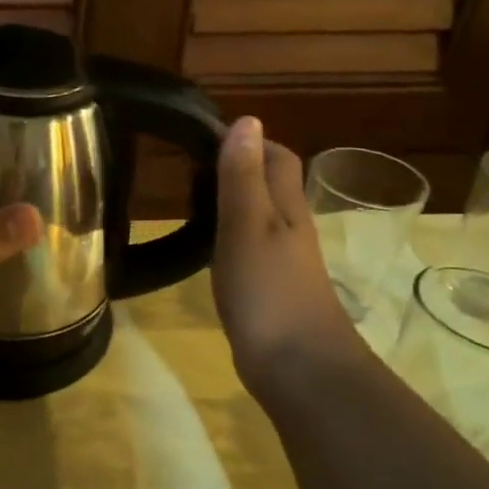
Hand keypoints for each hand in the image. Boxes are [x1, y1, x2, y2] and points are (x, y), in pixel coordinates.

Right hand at [213, 117, 361, 385]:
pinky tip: (206, 245)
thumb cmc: (269, 291)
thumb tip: (247, 120)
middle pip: (270, 184)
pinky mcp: (270, 288)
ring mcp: (282, 260)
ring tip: (190, 198)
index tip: (202, 136)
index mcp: (287, 207)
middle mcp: (289, 227)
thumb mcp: (248, 226)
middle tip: (189, 166)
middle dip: (237, 166)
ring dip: (231, 200)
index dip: (247, 140)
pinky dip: (228, 234)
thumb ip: (243, 177)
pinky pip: (250, 246)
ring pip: (259, 215)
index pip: (276, 156)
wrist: (299, 368)